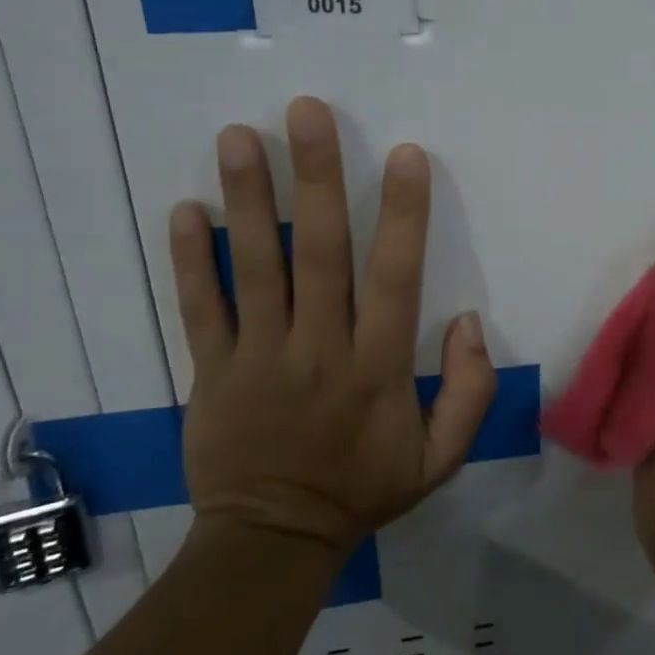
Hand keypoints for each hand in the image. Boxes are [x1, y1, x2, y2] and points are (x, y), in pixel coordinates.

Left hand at [169, 98, 496, 556]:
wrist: (273, 542)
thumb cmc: (364, 489)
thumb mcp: (442, 458)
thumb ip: (470, 390)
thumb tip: (468, 319)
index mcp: (377, 368)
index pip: (394, 277)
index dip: (401, 214)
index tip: (405, 155)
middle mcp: (318, 349)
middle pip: (318, 254)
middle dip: (315, 178)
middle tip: (307, 113)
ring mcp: (258, 357)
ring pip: (253, 268)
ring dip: (246, 199)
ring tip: (239, 137)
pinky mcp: (211, 371)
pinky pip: (198, 308)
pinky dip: (188, 259)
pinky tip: (185, 208)